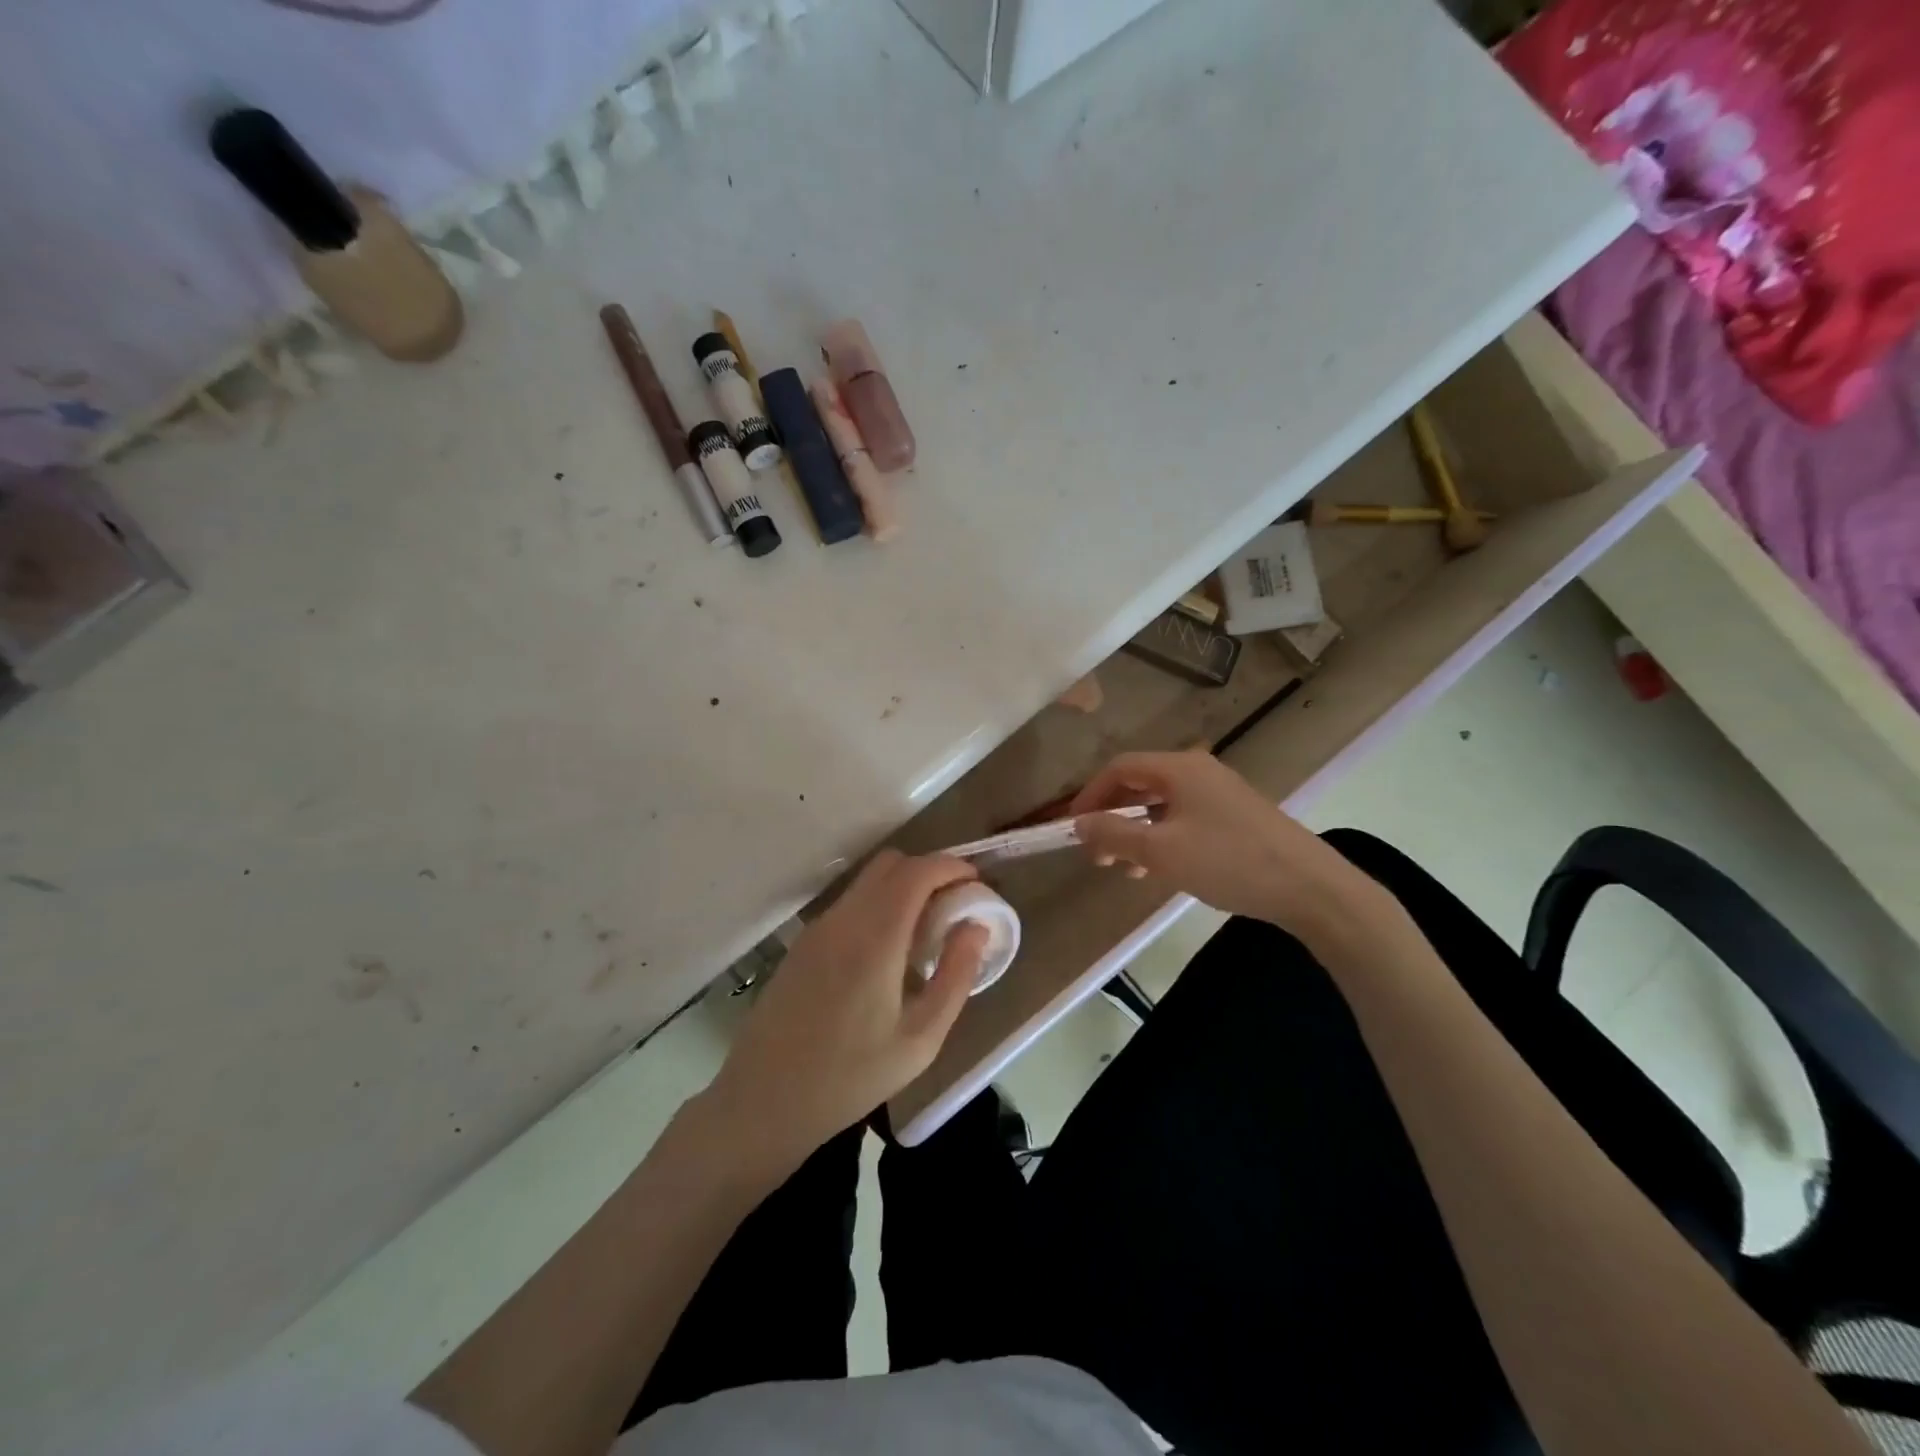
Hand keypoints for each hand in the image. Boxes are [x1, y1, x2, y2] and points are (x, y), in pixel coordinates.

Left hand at [702, 850, 988, 1176]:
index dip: (952, 866)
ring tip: (927, 931)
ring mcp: (818, 927)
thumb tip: (977, 927)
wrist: (763, 1100)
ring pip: (868, 880)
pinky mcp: (803, 942)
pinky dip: (879, 904)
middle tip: (955, 905)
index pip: (917, 871)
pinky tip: (888, 951)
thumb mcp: (920, 1039)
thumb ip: (956, 976)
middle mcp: (843, 918)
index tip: (977, 885)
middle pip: (891, 863)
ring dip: (903, 887)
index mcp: (875, 937)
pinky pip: (850, 902)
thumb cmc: (851, 1076)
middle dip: (930, 871)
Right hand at [1070, 750, 1389, 939]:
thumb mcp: (1161, 851)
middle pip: (1140, 784)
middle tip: (1098, 854)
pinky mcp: (1236, 816)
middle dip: (1113, 817)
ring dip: (1136, 832)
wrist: (1310, 888)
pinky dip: (1163, 838)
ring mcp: (1220, 793)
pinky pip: (1184, 818)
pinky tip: (1160, 869)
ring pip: (1162, 805)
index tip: (1074, 828)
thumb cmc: (1228, 862)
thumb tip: (1080, 822)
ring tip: (1126, 868)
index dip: (1091, 795)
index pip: (1120, 768)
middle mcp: (1198, 771)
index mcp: (1179, 769)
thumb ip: (1114, 833)